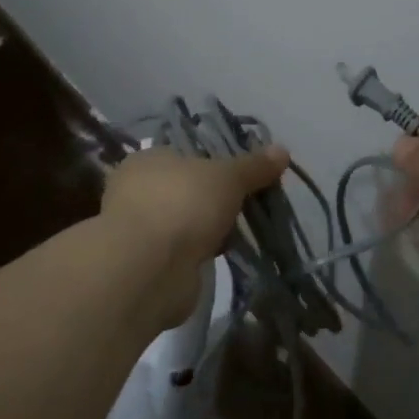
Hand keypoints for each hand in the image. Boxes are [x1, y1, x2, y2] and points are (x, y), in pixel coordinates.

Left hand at [100, 145, 288, 323]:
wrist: (150, 268)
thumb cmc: (183, 204)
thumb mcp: (228, 176)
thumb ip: (254, 166)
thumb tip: (282, 150)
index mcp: (147, 160)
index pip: (184, 155)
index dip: (213, 164)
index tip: (241, 177)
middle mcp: (136, 191)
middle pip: (186, 190)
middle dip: (213, 201)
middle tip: (243, 206)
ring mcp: (139, 230)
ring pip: (184, 222)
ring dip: (206, 230)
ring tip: (235, 234)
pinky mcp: (147, 265)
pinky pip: (181, 252)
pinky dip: (198, 255)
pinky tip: (219, 257)